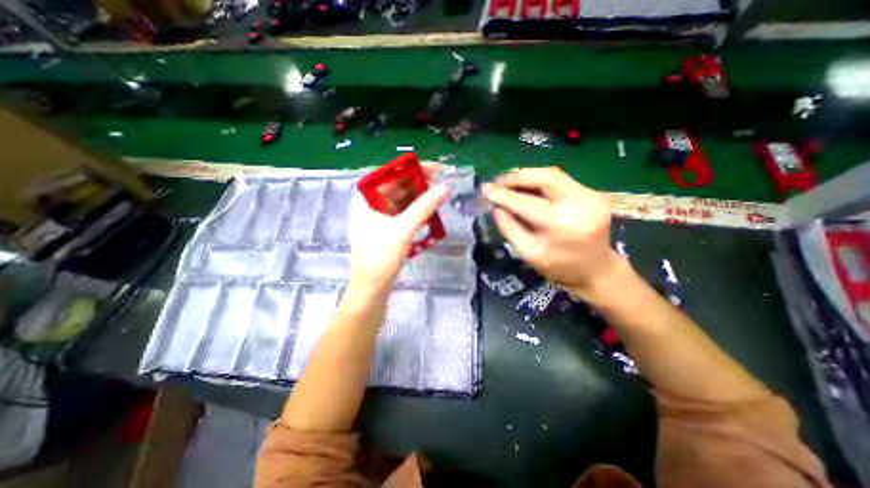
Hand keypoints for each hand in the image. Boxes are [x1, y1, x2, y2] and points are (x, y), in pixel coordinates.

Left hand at [348, 167, 447, 297]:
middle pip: (396, 187)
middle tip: (441, 186)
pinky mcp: (385, 229)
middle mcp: (369, 204)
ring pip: (401, 200)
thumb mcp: (404, 228)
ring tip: (438, 198)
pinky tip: (429, 211)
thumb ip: (424, 207)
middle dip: (418, 185)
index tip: (434, 169)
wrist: (372, 288)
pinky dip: (415, 211)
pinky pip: (402, 213)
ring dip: (419, 199)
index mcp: (365, 198)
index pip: (390, 174)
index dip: (412, 169)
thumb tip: (445, 188)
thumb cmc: (381, 256)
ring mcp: (377, 217)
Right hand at [482, 167, 618, 295]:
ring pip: (554, 174)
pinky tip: (529, 187)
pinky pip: (562, 180)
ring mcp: (591, 196)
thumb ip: (510, 228)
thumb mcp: (528, 253)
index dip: (503, 194)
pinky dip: (541, 180)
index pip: (526, 202)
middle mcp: (580, 204)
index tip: (485, 189)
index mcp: (562, 225)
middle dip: (517, 177)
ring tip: (510, 183)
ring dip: (528, 176)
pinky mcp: (594, 193)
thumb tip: (496, 206)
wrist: (597, 270)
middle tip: (498, 182)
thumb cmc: (559, 268)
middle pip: (544, 177)